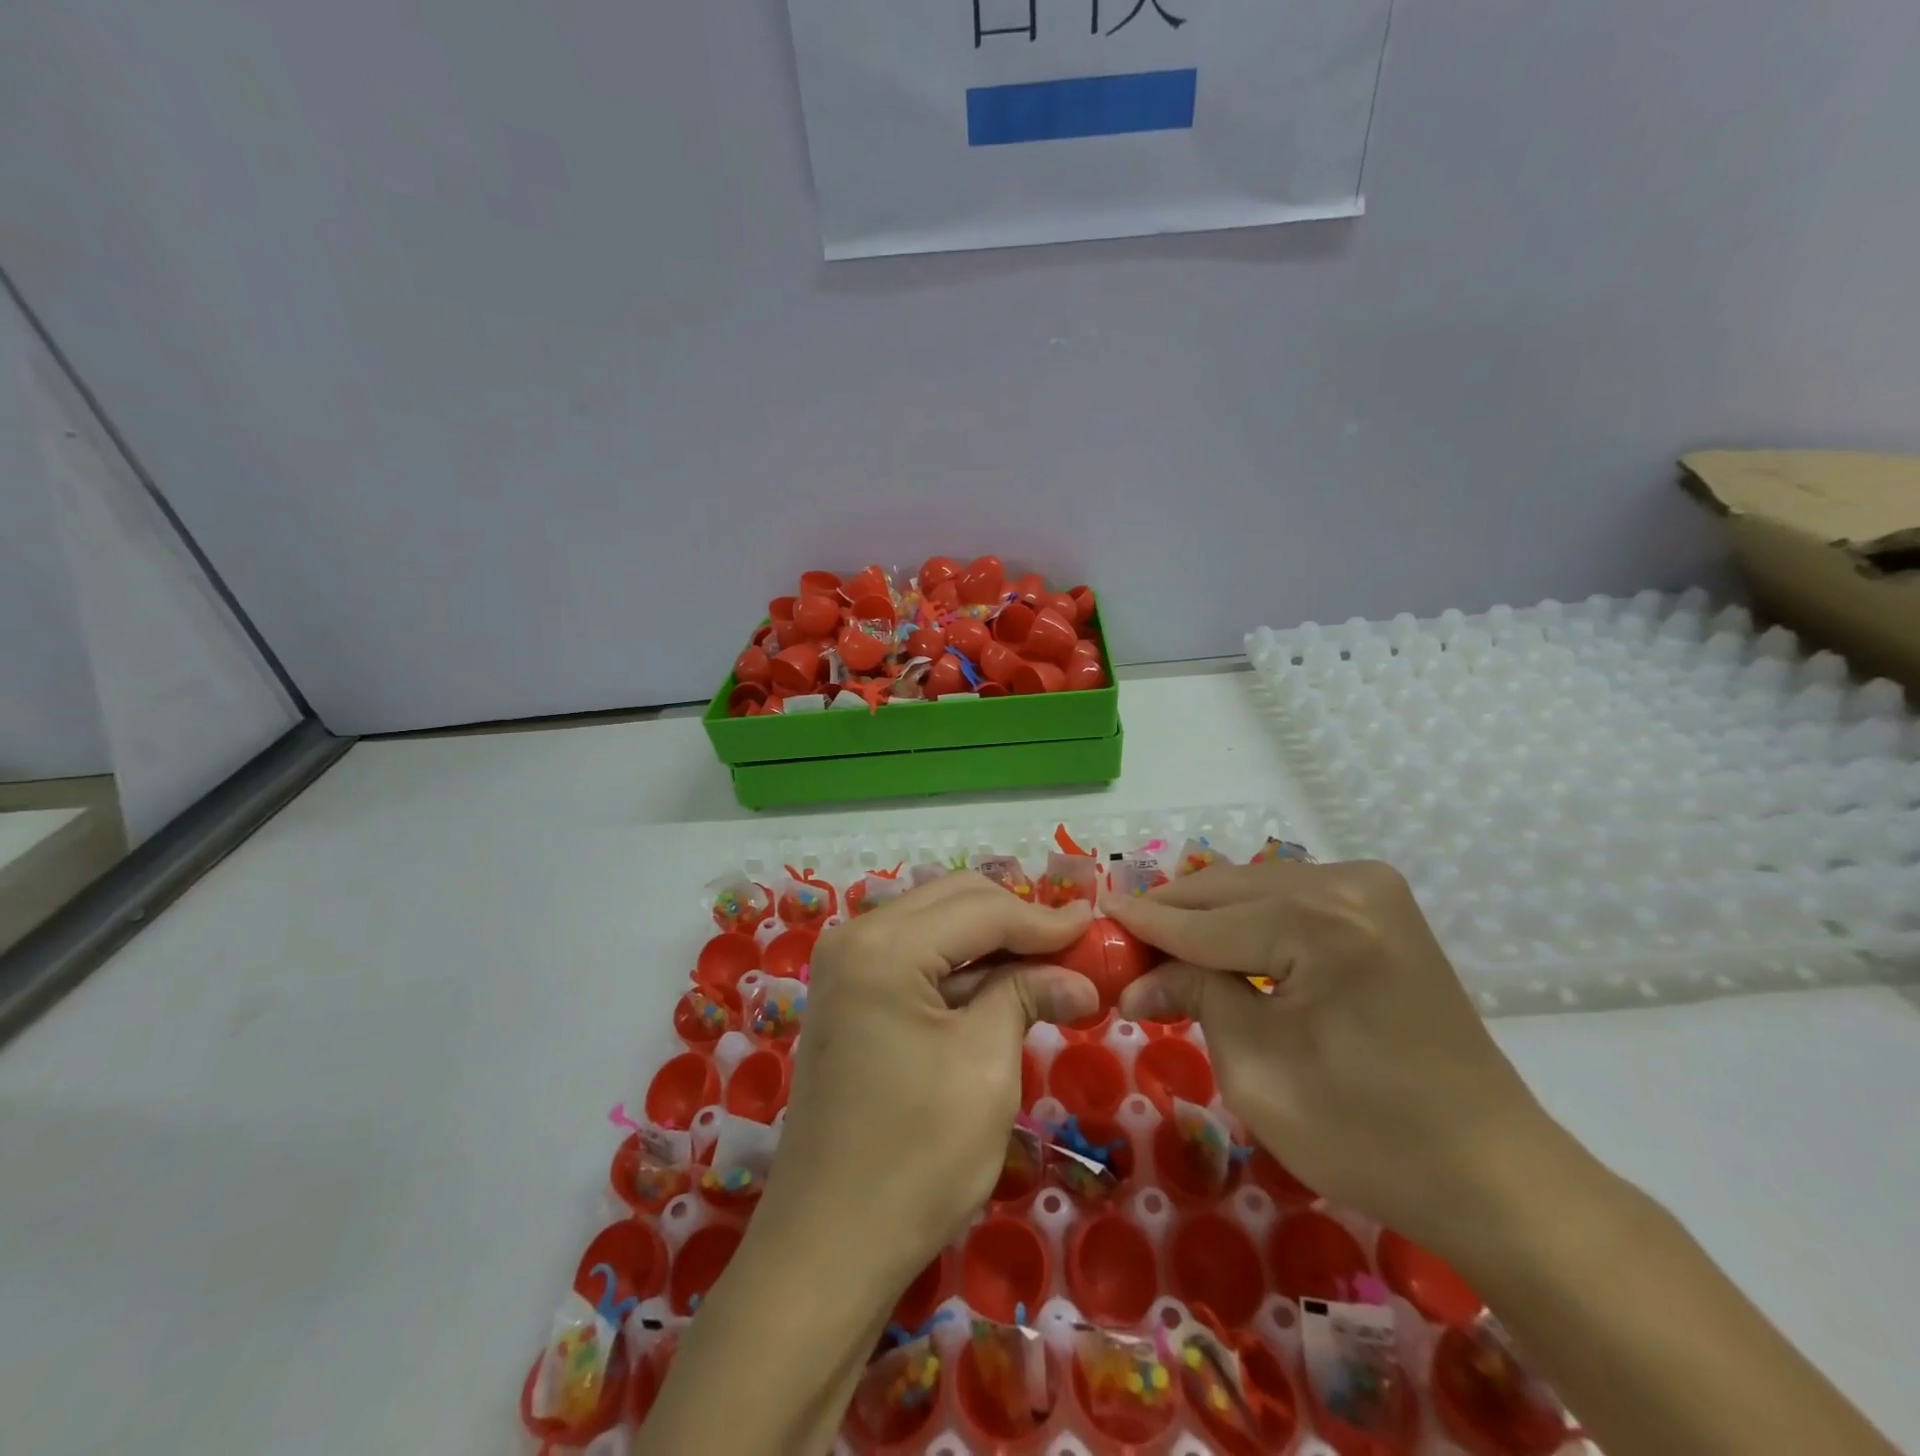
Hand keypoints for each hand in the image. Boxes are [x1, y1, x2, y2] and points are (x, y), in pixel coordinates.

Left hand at [761, 873, 1097, 1294]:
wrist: (829, 1245)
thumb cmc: (916, 1159)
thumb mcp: (986, 1068)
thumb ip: (1028, 997)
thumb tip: (1080, 976)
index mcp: (883, 946)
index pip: (981, 910)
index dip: (1044, 919)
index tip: (1097, 926)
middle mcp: (855, 936)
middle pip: (954, 901)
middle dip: (1018, 920)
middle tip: (1076, 947)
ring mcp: (845, 964)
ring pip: (937, 924)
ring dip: (993, 940)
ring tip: (1050, 964)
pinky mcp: (849, 993)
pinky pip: (916, 955)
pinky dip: (962, 965)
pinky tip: (1003, 984)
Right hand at [1105, 860, 1554, 1247]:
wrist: (1493, 1174)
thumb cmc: (1368, 1136)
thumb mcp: (1257, 1069)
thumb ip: (1194, 997)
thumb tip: (1136, 980)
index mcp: (1321, 922)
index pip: (1204, 921)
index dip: (1143, 925)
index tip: (1093, 918)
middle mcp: (1348, 883)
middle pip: (1228, 890)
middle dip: (1171, 917)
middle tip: (1121, 944)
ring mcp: (1372, 889)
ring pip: (1255, 888)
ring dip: (1207, 917)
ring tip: (1161, 948)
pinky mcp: (1381, 907)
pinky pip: (1289, 900)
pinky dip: (1247, 921)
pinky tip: (1219, 945)